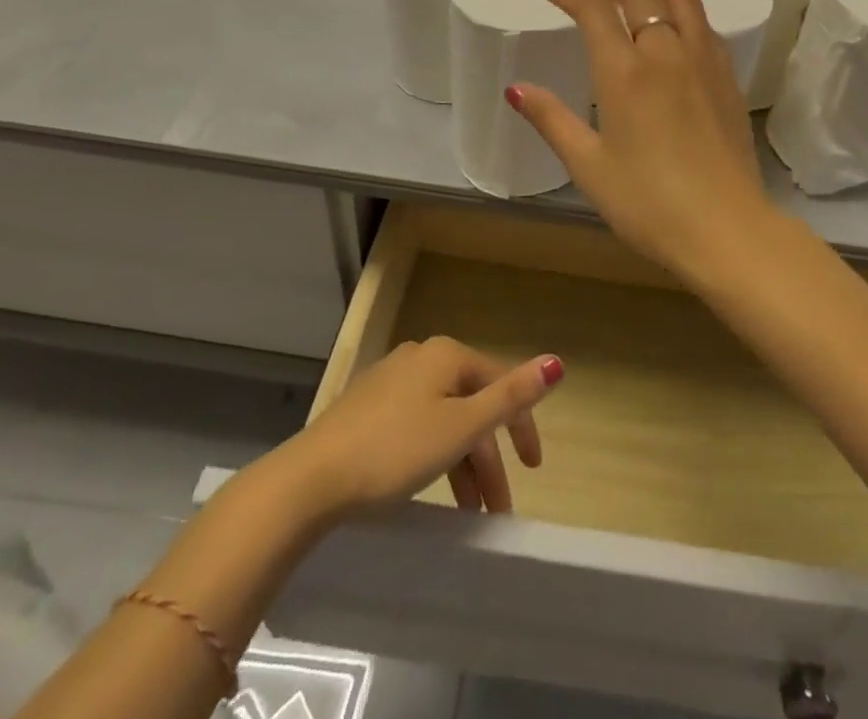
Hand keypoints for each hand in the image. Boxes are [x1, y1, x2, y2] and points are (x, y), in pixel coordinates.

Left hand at [290, 337, 562, 517]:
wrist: (310, 480)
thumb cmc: (395, 450)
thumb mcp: (461, 427)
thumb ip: (510, 396)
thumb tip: (556, 362)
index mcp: (446, 355)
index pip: (499, 383)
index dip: (521, 426)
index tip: (533, 470)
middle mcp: (421, 357)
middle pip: (470, 404)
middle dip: (488, 457)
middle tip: (496, 508)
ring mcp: (391, 380)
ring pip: (443, 418)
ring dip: (462, 463)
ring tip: (468, 512)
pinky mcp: (368, 406)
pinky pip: (418, 426)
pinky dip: (434, 456)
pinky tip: (430, 486)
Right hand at [508, 0, 777, 275]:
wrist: (726, 228)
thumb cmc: (648, 203)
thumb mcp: (588, 166)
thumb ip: (552, 120)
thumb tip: (516, 88)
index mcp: (625, 72)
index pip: (595, 11)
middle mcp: (666, 53)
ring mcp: (703, 61)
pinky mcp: (728, 78)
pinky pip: (705, 23)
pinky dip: (685, 4)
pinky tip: (680, 15)